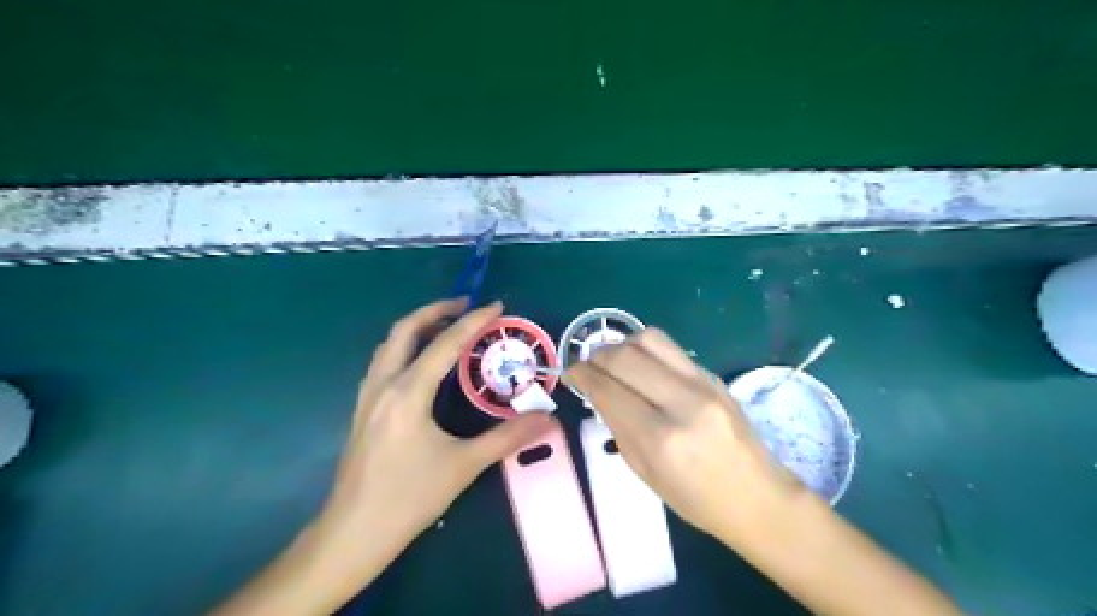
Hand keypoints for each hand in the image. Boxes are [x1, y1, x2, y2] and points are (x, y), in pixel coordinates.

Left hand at [316, 297, 557, 581]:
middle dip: (435, 309)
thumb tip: (547, 418)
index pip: (445, 344)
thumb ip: (507, 437)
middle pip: (405, 330)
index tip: (497, 306)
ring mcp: (367, 396)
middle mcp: (383, 385)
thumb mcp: (463, 466)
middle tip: (466, 306)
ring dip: (417, 327)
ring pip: (389, 344)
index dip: (474, 321)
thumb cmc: (408, 498)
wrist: (352, 534)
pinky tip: (420, 364)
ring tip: (446, 327)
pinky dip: (405, 347)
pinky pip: (383, 362)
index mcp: (408, 393)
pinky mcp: (362, 410)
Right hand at [562, 329, 803, 541]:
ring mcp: (703, 383)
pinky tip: (642, 367)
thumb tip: (597, 390)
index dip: (581, 375)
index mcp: (660, 439)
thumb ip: (618, 426)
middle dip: (596, 356)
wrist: (758, 496)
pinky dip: (646, 351)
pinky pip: (671, 349)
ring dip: (621, 345)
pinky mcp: (714, 375)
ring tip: (614, 361)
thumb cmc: (696, 499)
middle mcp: (682, 402)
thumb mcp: (644, 472)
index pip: (608, 390)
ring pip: (649, 339)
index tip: (570, 372)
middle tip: (587, 365)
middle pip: (624, 357)